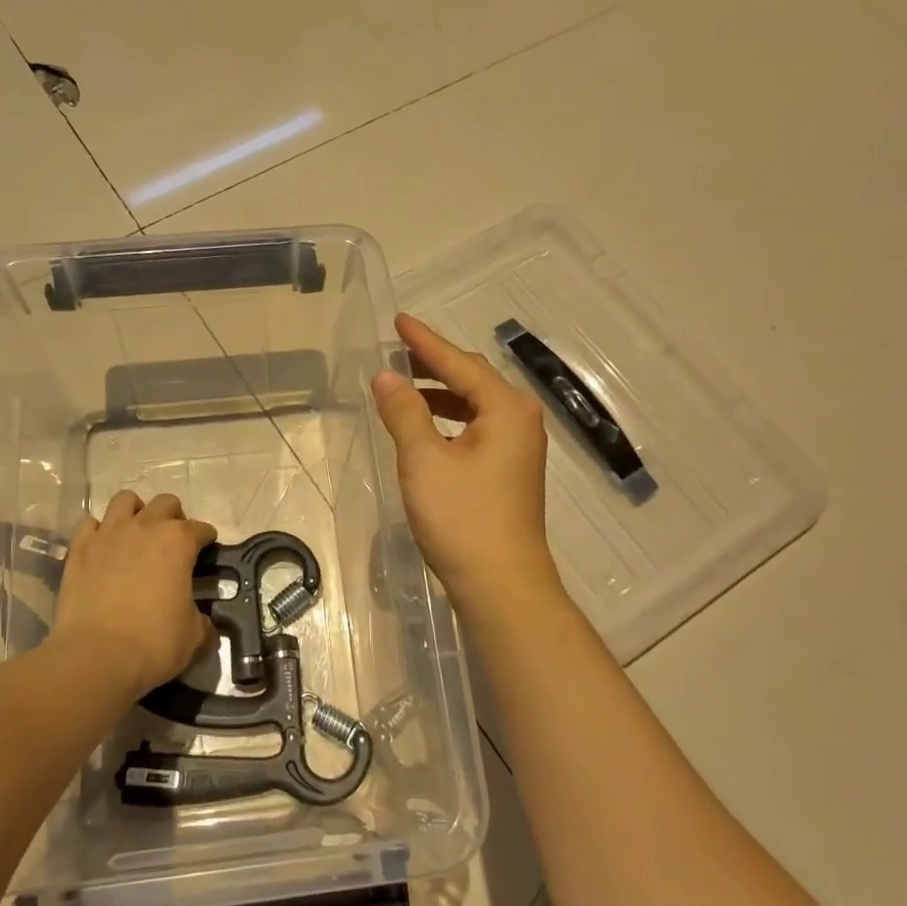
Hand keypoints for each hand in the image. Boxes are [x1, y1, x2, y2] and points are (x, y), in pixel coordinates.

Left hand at [53, 491, 216, 697]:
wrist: (96, 656)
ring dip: (135, 512)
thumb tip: (204, 623)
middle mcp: (145, 527)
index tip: (206, 550)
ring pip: (125, 500)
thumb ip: (201, 621)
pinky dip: (98, 531)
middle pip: (165, 503)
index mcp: (178, 542)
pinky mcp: (79, 548)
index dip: (206, 539)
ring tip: (136, 533)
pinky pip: (90, 524)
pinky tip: (103, 548)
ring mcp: (108, 533)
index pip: (200, 528)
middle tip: (172, 541)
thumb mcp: (192, 635)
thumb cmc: (153, 643)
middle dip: (173, 517)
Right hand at [372, 314, 561, 612]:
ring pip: (474, 405)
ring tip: (403, 386)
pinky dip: (448, 420)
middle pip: (472, 379)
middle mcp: (520, 420)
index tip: (399, 321)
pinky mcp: (508, 471)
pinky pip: (476, 428)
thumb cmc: (462, 518)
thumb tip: (386, 377)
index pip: (459, 363)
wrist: (501, 585)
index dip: (425, 342)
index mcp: (507, 409)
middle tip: (397, 349)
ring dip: (439, 393)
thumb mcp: (424, 460)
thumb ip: (404, 412)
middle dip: (434, 363)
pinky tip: (425, 427)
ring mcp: (518, 447)